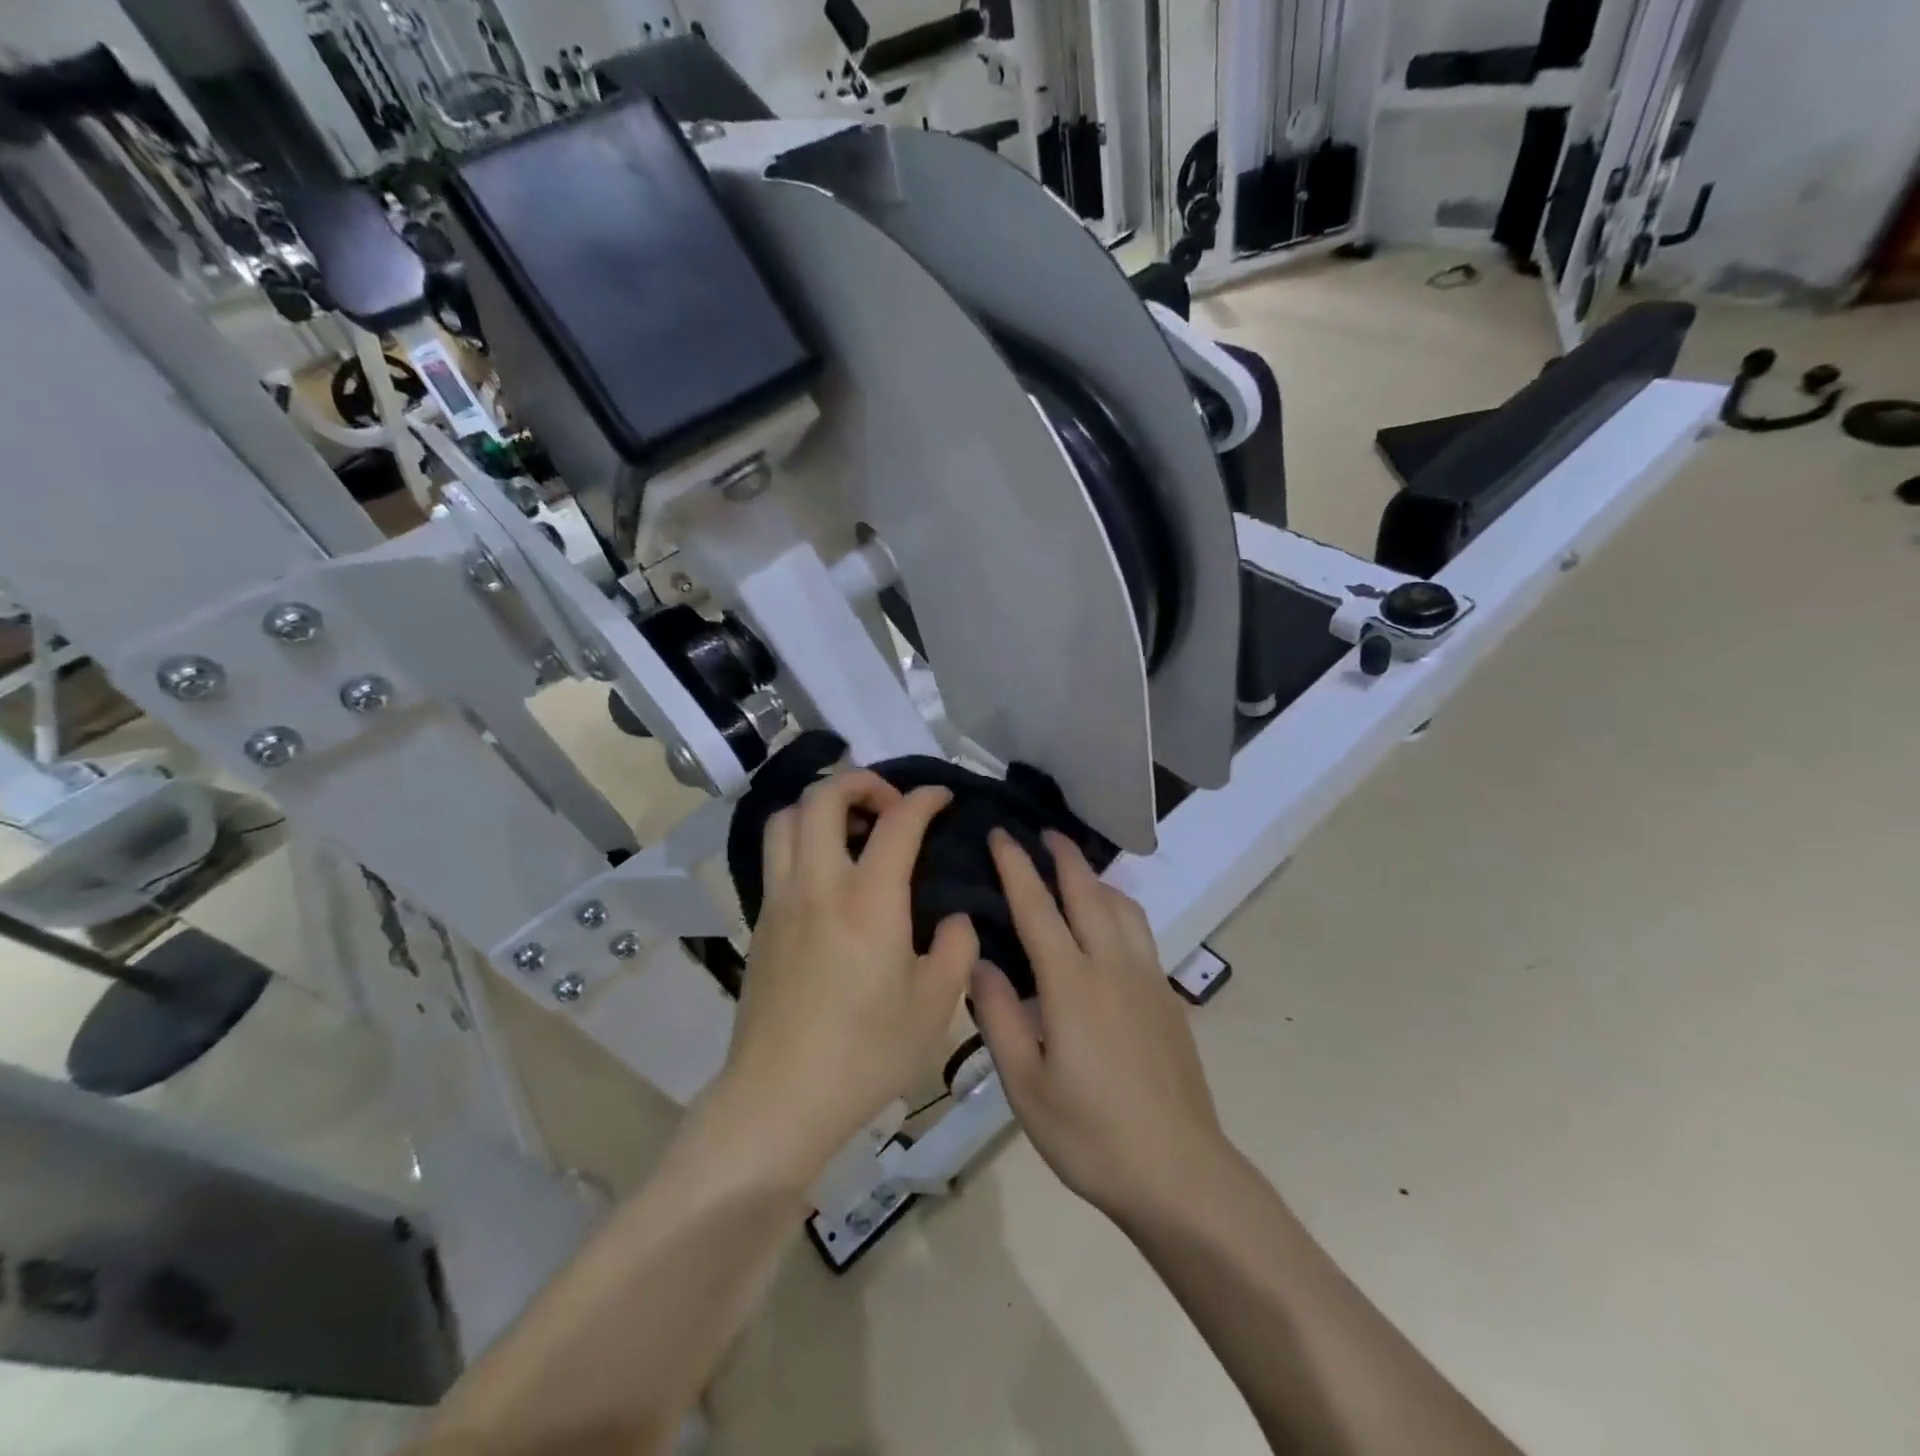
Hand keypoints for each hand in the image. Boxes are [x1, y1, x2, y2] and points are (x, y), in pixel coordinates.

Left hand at [719, 770, 977, 1184]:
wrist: (779, 1099)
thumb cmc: (866, 1053)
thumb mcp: (935, 1006)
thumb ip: (957, 949)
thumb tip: (955, 919)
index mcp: (868, 900)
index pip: (897, 822)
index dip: (924, 798)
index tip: (942, 797)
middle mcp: (818, 884)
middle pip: (823, 796)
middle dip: (861, 781)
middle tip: (890, 804)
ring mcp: (780, 900)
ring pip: (786, 818)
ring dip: (822, 805)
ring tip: (853, 828)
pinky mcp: (760, 922)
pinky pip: (776, 854)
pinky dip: (803, 837)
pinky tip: (829, 872)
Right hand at [969, 829, 1231, 1224]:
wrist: (1180, 1172)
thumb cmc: (1091, 1135)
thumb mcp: (1025, 1086)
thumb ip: (998, 1017)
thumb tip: (978, 962)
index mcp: (1071, 984)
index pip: (1037, 908)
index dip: (1016, 867)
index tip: (1000, 834)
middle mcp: (1112, 966)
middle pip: (1088, 892)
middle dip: (1064, 856)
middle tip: (1043, 833)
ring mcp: (1147, 979)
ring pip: (1123, 906)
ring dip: (1096, 878)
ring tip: (1076, 871)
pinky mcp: (1167, 997)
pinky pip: (1140, 930)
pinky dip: (1119, 906)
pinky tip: (1109, 924)